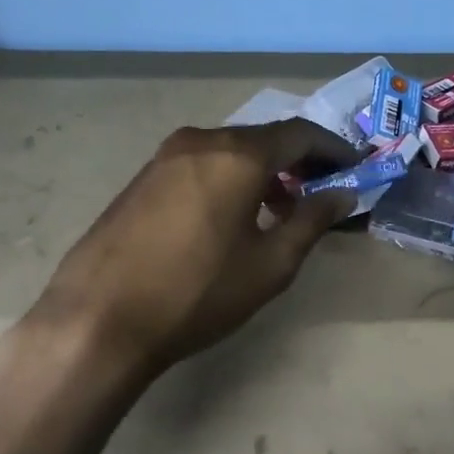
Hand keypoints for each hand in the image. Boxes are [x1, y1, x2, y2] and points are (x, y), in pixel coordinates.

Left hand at [28, 119, 358, 370]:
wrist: (98, 319)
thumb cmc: (197, 292)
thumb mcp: (270, 264)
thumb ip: (312, 221)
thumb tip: (342, 194)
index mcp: (238, 154)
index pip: (301, 133)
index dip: (334, 149)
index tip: (355, 168)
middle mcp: (202, 140)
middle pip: (264, 138)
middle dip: (299, 160)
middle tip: (322, 189)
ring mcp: (165, 156)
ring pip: (231, 150)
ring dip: (264, 170)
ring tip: (280, 208)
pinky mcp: (143, 177)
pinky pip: (202, 163)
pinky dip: (230, 177)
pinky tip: (233, 214)